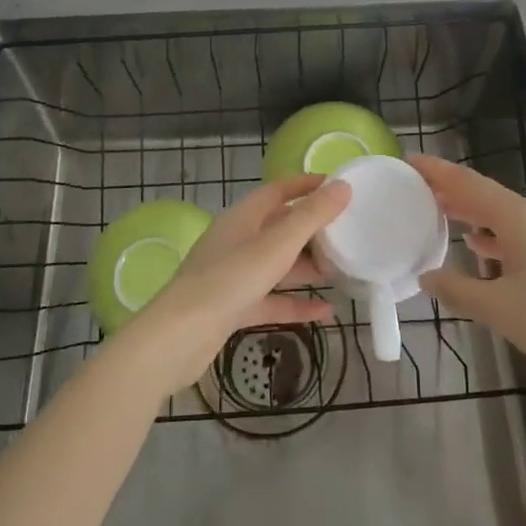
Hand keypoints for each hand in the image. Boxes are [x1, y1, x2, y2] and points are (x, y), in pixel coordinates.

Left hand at [114, 175, 351, 394]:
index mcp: (242, 218)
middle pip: (278, 228)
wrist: (178, 338)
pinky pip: (270, 299)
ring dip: (305, 268)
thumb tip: (342, 186)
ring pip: (276, 265)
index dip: (306, 186)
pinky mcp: (232, 308)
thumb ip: (310, 217)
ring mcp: (232, 276)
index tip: (338, 187)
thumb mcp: (276, 246)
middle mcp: (236, 241)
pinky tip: (325, 312)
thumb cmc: (228, 281)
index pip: (278, 191)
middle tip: (347, 235)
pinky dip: (294, 303)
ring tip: (341, 272)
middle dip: (311, 231)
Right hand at [411, 155, 525, 393]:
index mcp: (520, 219)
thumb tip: (427, 276)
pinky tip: (488, 252)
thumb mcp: (500, 310)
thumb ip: (459, 289)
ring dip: (475, 216)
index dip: (437, 172)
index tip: (409, 161)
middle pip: (488, 196)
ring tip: (445, 219)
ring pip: (508, 216)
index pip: (468, 184)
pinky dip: (499, 236)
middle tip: (418, 191)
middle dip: (453, 193)